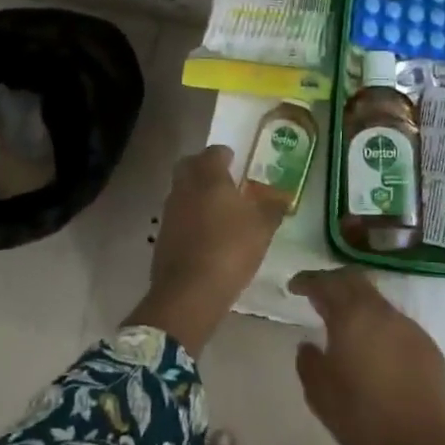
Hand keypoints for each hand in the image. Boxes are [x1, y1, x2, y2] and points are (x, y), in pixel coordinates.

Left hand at [127, 146, 283, 354]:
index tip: (237, 162)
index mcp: (208, 177)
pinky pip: (178, 217)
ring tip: (218, 211)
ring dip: (196, 195)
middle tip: (224, 181)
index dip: (226, 154)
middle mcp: (184, 187)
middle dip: (204, 169)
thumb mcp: (262, 228)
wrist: (189, 292)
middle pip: (190, 166)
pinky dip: (190, 219)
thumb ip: (273, 208)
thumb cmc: (230, 248)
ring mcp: (170, 212)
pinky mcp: (162, 236)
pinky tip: (206, 235)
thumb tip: (281, 197)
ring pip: (182, 191)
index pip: (214, 152)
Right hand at [291, 269, 444, 444]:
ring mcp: (409, 327)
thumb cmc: (363, 418)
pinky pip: (396, 324)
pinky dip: (379, 326)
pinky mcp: (427, 346)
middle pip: (356, 281)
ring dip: (358, 305)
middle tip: (318, 294)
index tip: (294, 286)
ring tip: (345, 324)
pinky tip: (374, 349)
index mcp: (353, 316)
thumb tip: (308, 345)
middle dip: (334, 282)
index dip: (308, 280)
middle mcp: (382, 312)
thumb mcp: (320, 394)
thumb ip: (308, 363)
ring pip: (378, 302)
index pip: (327, 283)